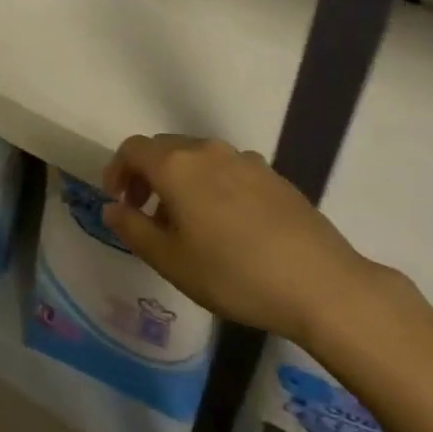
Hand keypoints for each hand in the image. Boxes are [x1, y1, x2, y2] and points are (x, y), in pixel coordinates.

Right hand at [101, 134, 388, 347]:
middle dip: (147, 175)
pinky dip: (211, 185)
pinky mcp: (272, 174)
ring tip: (186, 223)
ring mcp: (244, 159)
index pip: (133, 149)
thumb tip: (113, 208)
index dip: (117, 170)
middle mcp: (207, 151)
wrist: (319, 282)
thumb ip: (134, 229)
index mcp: (176, 166)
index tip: (118, 202)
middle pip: (164, 148)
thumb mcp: (171, 260)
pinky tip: (226, 225)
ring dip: (180, 180)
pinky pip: (227, 169)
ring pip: (198, 158)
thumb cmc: (233, 274)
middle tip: (146, 213)